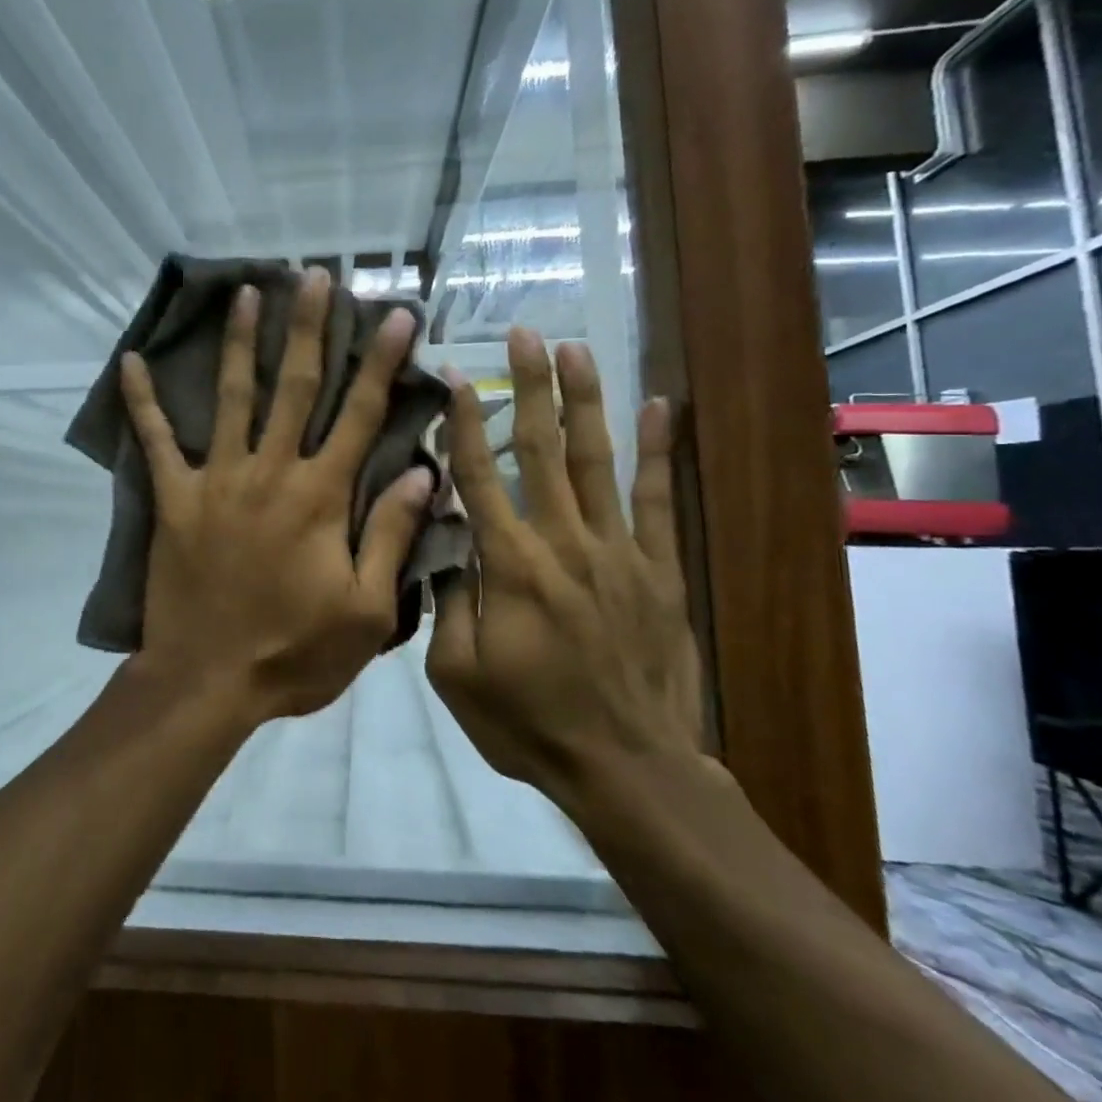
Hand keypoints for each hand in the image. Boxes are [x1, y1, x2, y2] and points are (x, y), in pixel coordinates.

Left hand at [120, 268, 435, 723]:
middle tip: (318, 277)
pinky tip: (130, 362)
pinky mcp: (174, 499)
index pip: (360, 414)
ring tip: (247, 292)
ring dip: (240, 342)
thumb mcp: (365, 611)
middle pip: (295, 387)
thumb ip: (392, 537)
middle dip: (310, 328)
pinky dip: (142, 402)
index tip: (396, 314)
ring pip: (232, 396)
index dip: (382, 362)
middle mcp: (270, 472)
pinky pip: (155, 441)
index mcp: (321, 496)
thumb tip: (423, 473)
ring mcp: (217, 480)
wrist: (207, 681)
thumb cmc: (293, 652)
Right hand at [425, 327, 708, 806]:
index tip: (452, 375)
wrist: (626, 767)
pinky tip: (660, 407)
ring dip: (584, 401)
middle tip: (524, 334)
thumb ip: (447, 600)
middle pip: (541, 450)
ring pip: (596, 461)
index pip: (479, 477)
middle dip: (529, 386)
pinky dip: (658, 452)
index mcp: (510, 566)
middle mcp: (563, 543)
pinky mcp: (658, 569)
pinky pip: (657, 500)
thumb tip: (441, 538)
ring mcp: (618, 552)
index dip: (464, 422)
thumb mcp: (456, 674)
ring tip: (576, 349)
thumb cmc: (528, 723)